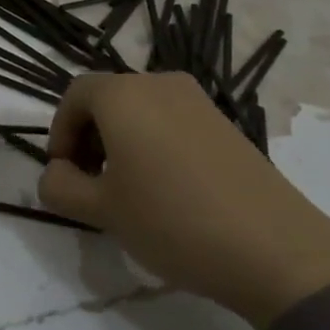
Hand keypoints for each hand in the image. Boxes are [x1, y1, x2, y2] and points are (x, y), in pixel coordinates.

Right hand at [38, 72, 329, 329]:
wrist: (273, 247)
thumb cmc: (171, 221)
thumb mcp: (102, 211)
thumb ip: (61, 187)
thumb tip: (55, 174)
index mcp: (123, 95)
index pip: (74, 95)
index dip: (59, 132)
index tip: (63, 174)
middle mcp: (160, 83)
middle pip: (108, 98)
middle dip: (89, 137)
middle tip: (90, 185)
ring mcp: (198, 101)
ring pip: (141, 110)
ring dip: (121, 141)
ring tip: (126, 191)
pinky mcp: (225, 123)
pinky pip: (172, 121)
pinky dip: (154, 144)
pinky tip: (166, 189)